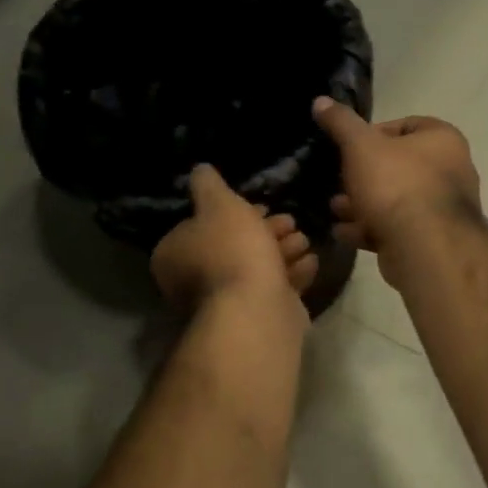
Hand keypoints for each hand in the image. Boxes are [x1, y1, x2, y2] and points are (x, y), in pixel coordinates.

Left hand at [151, 164, 319, 315]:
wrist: (256, 308)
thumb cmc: (232, 249)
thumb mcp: (219, 203)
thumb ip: (208, 185)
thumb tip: (199, 170)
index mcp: (175, 254)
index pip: (203, 227)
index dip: (235, 213)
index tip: (262, 205)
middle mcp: (194, 282)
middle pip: (234, 247)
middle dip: (266, 231)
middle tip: (290, 221)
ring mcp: (226, 303)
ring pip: (257, 268)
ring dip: (283, 251)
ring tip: (304, 239)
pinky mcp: (256, 318)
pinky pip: (275, 290)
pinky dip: (294, 274)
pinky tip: (311, 261)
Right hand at [312, 98, 480, 253]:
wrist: (424, 246)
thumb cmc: (396, 184)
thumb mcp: (360, 146)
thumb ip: (341, 123)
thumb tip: (321, 101)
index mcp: (442, 140)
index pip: (407, 125)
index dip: (374, 133)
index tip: (349, 146)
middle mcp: (451, 171)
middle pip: (399, 166)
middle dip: (364, 174)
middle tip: (338, 180)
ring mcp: (443, 209)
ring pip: (395, 200)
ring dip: (363, 204)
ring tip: (335, 208)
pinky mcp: (431, 240)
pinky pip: (397, 228)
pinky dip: (370, 228)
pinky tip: (344, 232)